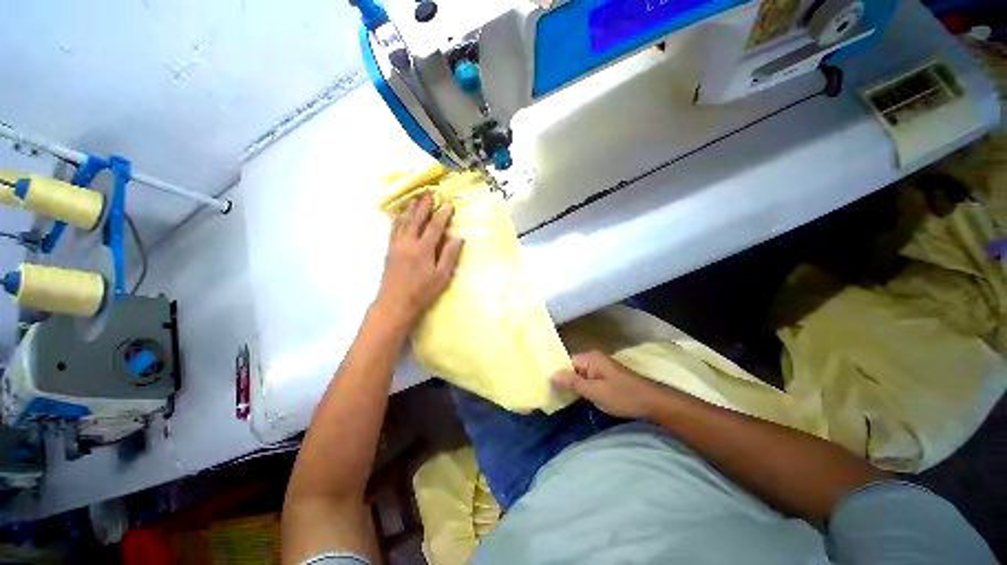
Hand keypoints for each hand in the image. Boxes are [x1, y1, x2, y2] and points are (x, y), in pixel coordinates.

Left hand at [375, 192, 463, 323]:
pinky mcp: (389, 250)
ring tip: (416, 199)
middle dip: (424, 205)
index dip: (442, 214)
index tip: (448, 204)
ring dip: (411, 209)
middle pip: (417, 219)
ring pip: (404, 222)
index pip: (435, 226)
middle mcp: (408, 242)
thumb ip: (449, 255)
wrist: (394, 303)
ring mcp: (396, 245)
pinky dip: (398, 220)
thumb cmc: (422, 292)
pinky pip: (393, 229)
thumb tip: (458, 237)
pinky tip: (399, 216)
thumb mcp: (441, 276)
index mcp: (423, 248)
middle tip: (430, 193)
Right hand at [551, 351, 671, 418]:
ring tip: (556, 397)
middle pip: (570, 368)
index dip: (555, 373)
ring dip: (571, 386)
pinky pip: (586, 380)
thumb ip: (572, 383)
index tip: (544, 386)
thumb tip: (551, 375)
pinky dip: (580, 388)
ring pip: (578, 375)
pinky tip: (573, 398)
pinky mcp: (604, 377)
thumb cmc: (623, 396)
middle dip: (562, 380)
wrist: (652, 402)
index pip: (565, 362)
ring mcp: (599, 368)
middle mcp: (592, 359)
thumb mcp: (595, 391)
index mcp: (589, 358)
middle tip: (548, 394)